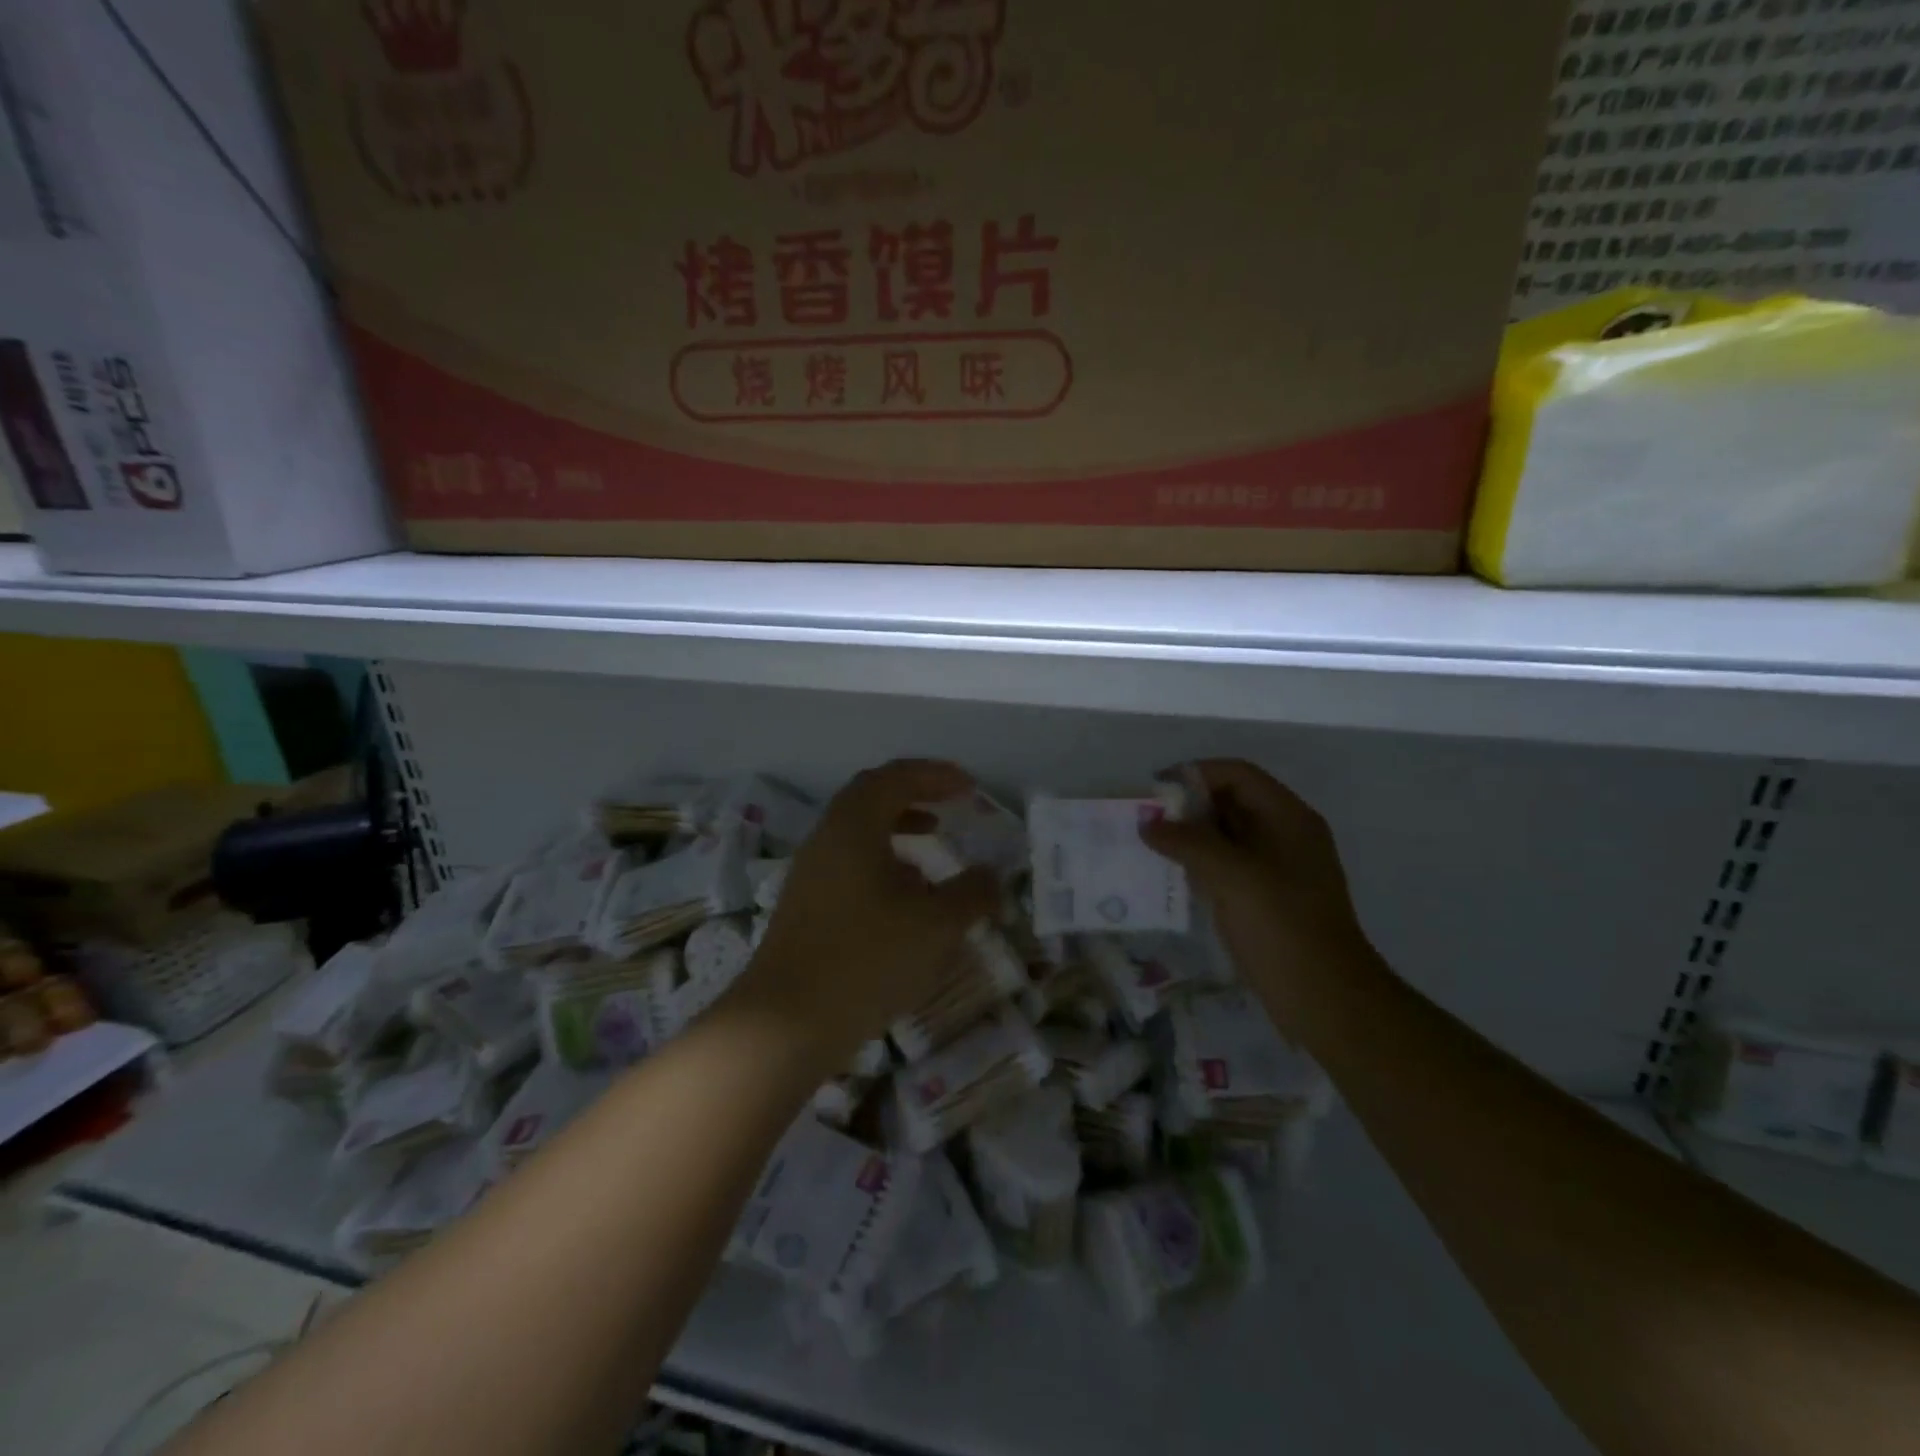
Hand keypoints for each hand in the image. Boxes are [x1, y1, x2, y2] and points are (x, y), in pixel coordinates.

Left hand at [733, 759, 998, 1072]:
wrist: (786, 1023)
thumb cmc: (866, 960)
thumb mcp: (936, 926)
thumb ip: (971, 894)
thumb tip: (992, 876)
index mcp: (854, 826)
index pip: (895, 778)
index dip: (935, 775)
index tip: (970, 787)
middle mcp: (826, 838)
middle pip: (871, 797)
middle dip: (914, 795)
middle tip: (949, 805)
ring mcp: (810, 873)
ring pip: (857, 832)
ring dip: (897, 830)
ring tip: (932, 847)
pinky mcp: (805, 905)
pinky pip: (848, 863)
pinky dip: (881, 862)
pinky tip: (904, 897)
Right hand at [1142, 760, 1377, 1030]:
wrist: (1326, 1000)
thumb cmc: (1283, 928)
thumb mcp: (1233, 877)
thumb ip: (1189, 843)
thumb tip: (1149, 824)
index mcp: (1288, 818)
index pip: (1238, 775)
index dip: (1196, 774)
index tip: (1155, 790)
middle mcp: (1284, 835)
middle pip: (1230, 802)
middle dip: (1188, 806)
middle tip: (1145, 819)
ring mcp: (1276, 869)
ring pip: (1226, 837)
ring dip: (1189, 836)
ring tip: (1149, 845)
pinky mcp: (1265, 898)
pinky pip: (1226, 867)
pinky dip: (1198, 864)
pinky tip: (1170, 876)